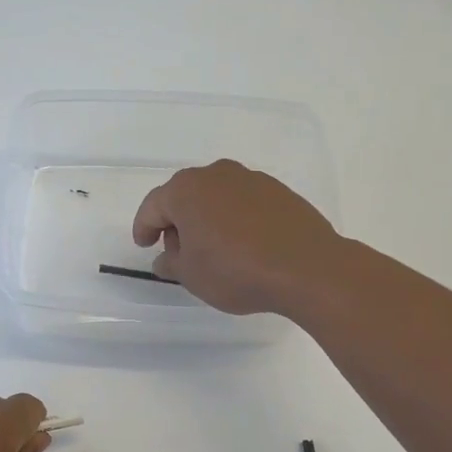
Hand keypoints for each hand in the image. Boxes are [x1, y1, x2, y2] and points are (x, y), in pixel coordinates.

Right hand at [132, 159, 347, 316]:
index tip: (144, 245)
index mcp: (186, 190)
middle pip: (185, 196)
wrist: (307, 268)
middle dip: (177, 222)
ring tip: (213, 250)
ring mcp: (251, 179)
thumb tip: (165, 258)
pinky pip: (244, 203)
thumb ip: (170, 263)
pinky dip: (235, 219)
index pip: (154, 206)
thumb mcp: (191, 276)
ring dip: (207, 219)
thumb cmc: (235, 270)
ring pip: (216, 197)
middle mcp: (216, 175)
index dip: (144, 228)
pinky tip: (243, 244)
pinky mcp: (279, 191)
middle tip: (178, 252)